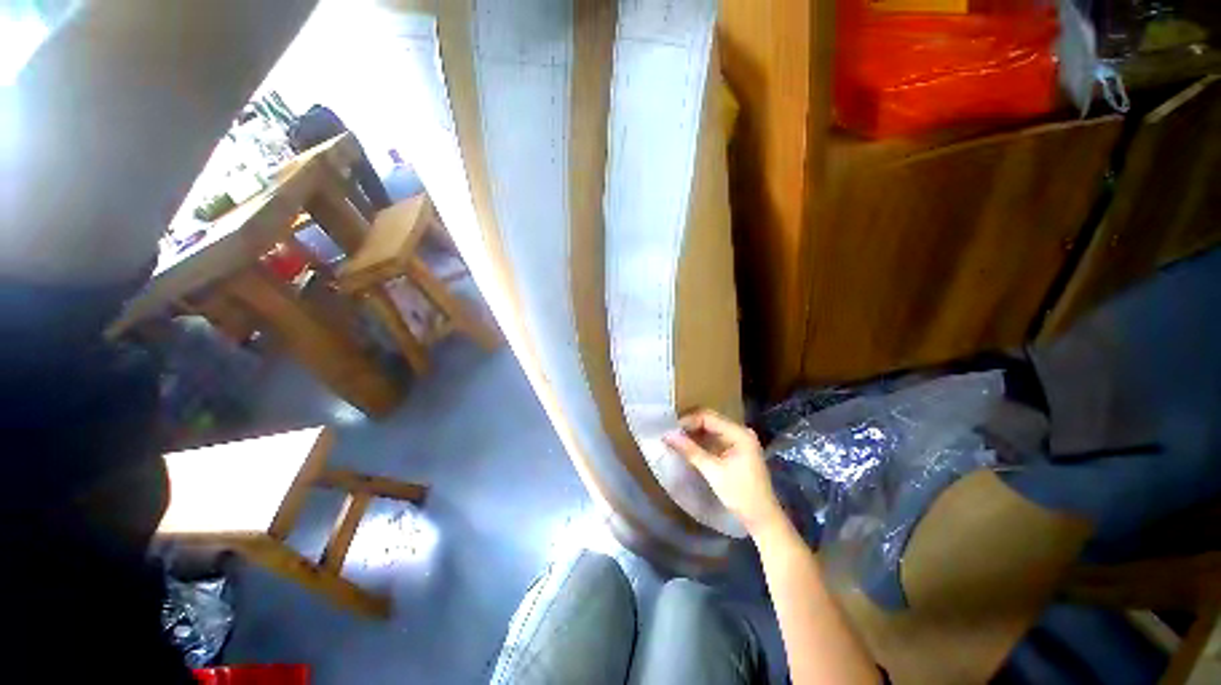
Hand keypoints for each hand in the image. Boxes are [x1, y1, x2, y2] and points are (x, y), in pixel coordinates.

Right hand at [663, 409, 784, 536]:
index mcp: (739, 433)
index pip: (708, 417)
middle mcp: (740, 432)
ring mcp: (739, 441)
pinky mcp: (735, 450)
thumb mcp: (713, 471)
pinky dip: (701, 442)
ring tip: (675, 439)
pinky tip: (687, 446)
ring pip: (711, 430)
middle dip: (689, 426)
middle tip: (670, 433)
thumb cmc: (740, 494)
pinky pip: (715, 439)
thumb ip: (690, 450)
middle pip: (710, 421)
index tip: (670, 430)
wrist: (762, 519)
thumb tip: (667, 435)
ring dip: (694, 434)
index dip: (688, 421)